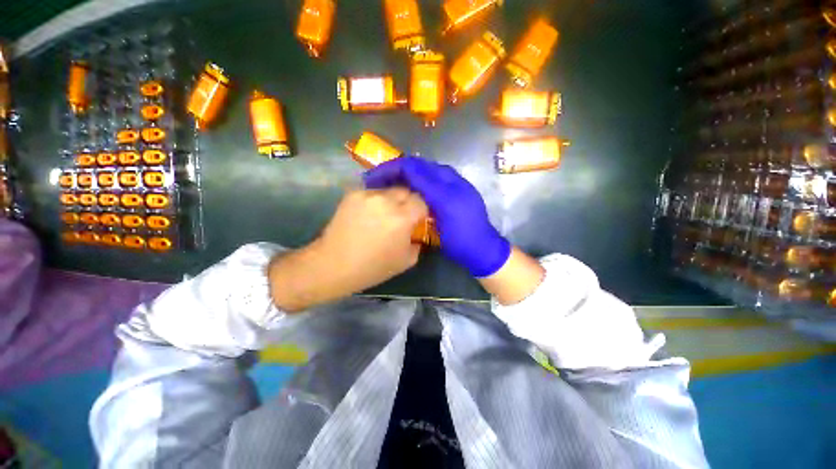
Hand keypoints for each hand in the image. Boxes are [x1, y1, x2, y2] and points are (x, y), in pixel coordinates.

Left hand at [269, 188, 427, 311]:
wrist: (335, 265)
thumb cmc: (374, 267)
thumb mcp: (407, 260)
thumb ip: (417, 242)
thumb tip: (416, 231)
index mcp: (402, 217)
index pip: (420, 201)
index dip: (421, 210)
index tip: (417, 219)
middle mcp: (386, 200)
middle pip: (405, 190)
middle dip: (408, 202)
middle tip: (403, 215)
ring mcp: (367, 195)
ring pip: (388, 190)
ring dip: (391, 200)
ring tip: (383, 214)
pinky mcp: (352, 194)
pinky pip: (371, 193)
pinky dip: (375, 201)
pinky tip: (368, 214)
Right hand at [364, 156, 510, 276]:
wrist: (481, 249)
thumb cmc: (461, 234)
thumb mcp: (444, 209)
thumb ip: (427, 187)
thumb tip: (406, 170)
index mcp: (446, 182)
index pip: (413, 166)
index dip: (391, 169)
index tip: (372, 179)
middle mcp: (448, 179)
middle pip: (417, 167)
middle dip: (395, 171)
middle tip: (377, 182)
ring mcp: (450, 188)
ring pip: (421, 175)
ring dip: (403, 177)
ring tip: (387, 186)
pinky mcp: (450, 197)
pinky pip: (428, 184)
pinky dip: (414, 185)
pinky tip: (407, 193)